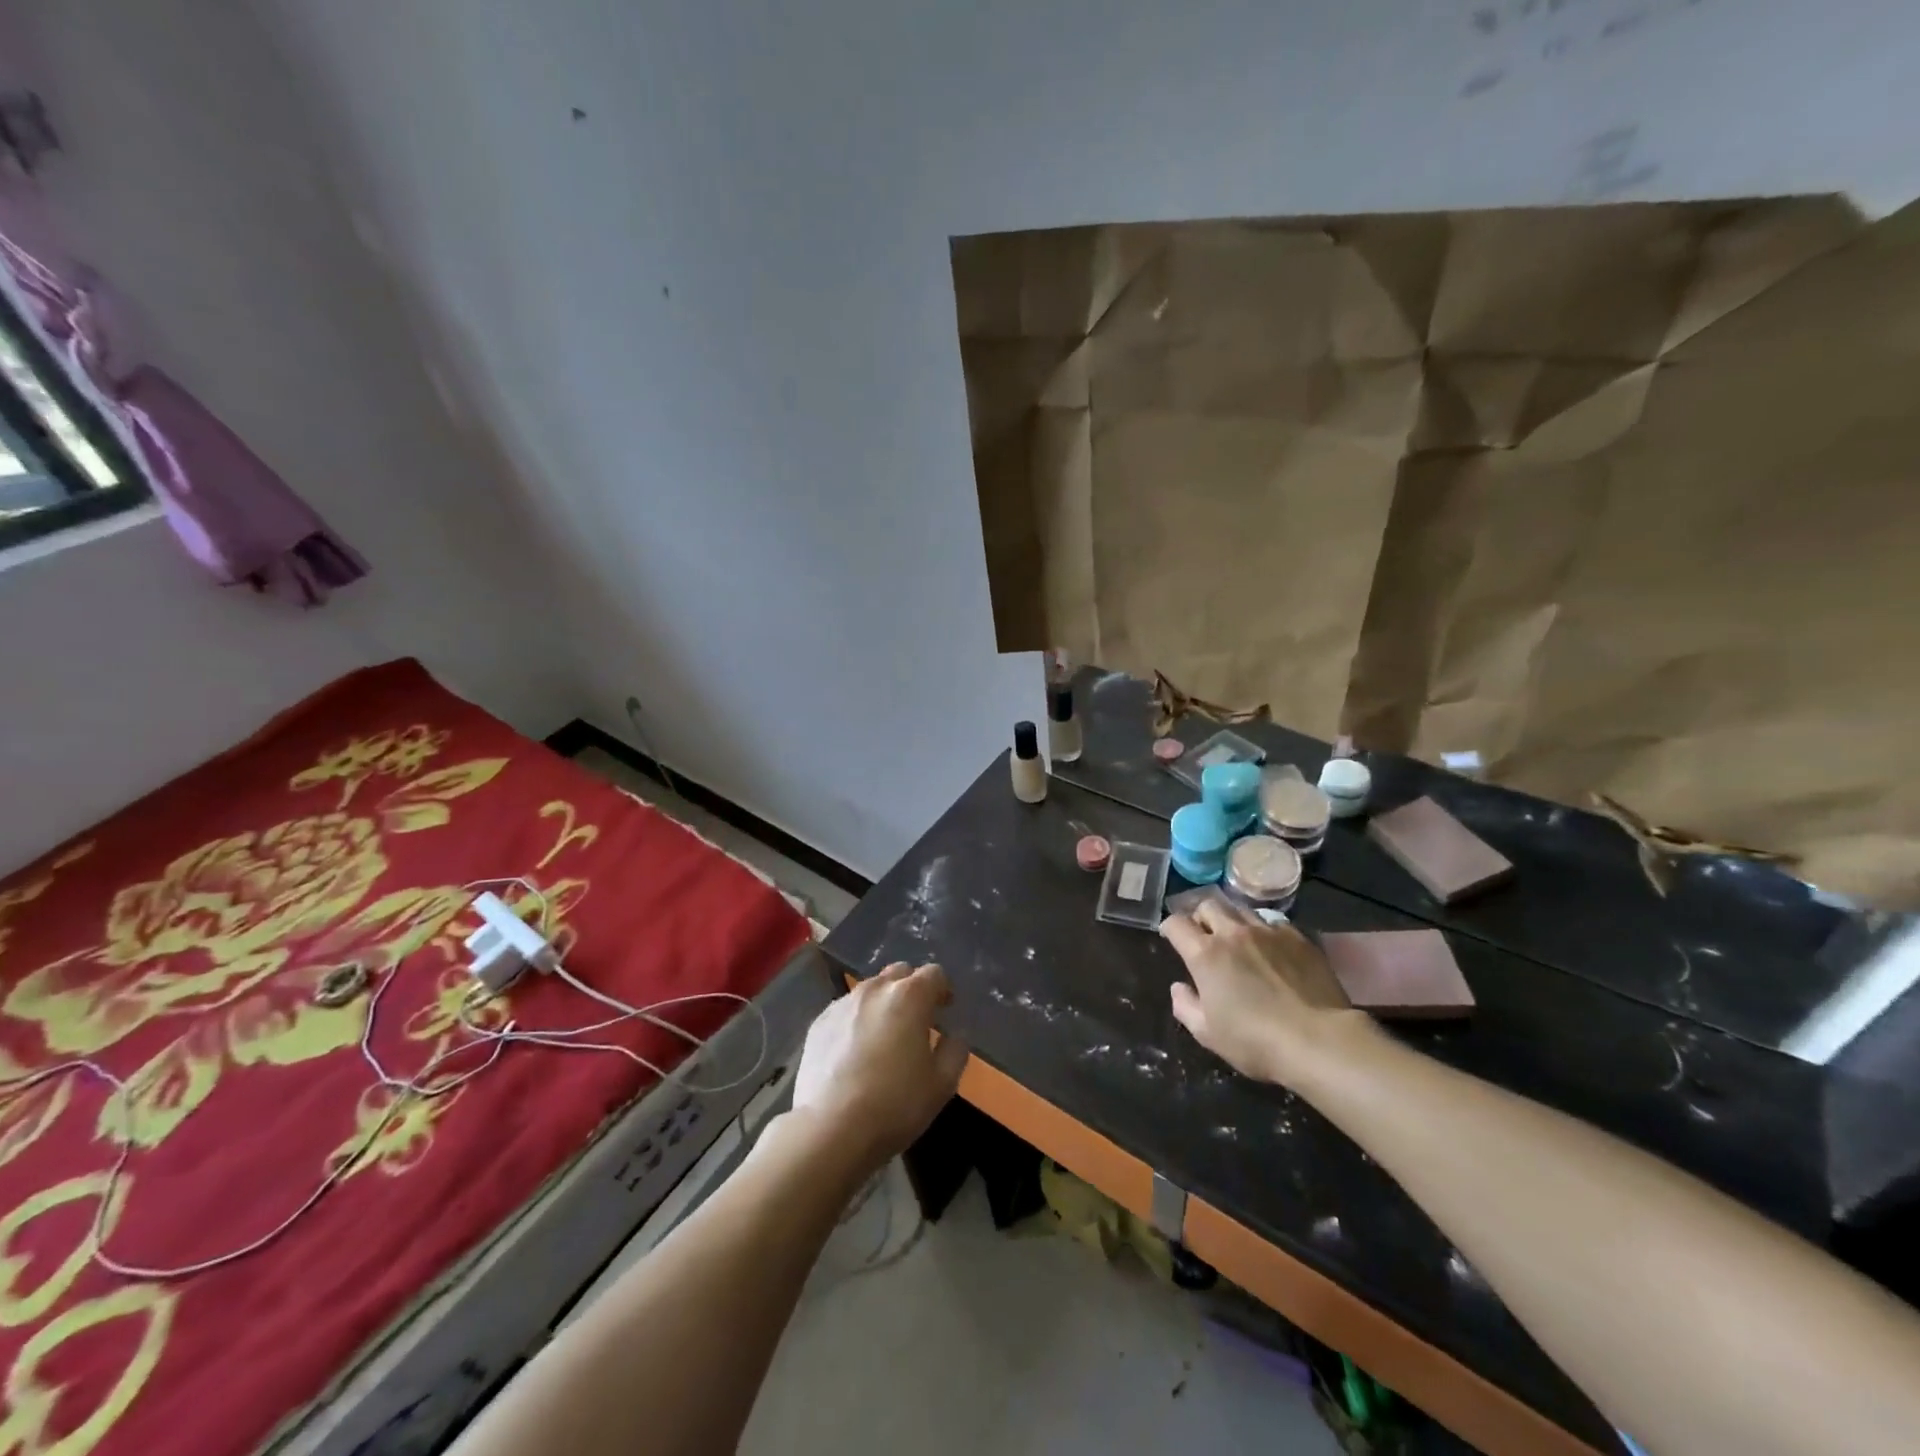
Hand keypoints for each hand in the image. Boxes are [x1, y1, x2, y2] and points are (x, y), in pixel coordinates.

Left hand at [790, 963, 968, 1168]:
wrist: (829, 1129)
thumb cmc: (894, 1105)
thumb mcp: (942, 1084)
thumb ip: (955, 1050)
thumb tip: (953, 1035)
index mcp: (909, 996)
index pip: (934, 973)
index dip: (944, 989)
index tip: (945, 1010)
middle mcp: (875, 989)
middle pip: (900, 973)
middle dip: (912, 989)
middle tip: (917, 1020)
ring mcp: (842, 1003)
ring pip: (870, 990)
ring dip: (883, 1004)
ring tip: (885, 1037)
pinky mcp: (818, 1023)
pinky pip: (846, 1010)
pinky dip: (857, 1020)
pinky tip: (855, 1052)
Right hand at [1160, 898, 1370, 1086]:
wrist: (1318, 1040)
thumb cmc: (1255, 1041)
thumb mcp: (1208, 1033)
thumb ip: (1185, 1006)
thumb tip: (1179, 987)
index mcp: (1205, 954)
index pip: (1176, 924)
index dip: (1170, 929)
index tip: (1172, 938)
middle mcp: (1233, 933)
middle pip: (1208, 905)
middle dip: (1200, 916)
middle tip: (1204, 935)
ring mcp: (1268, 931)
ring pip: (1240, 909)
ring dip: (1231, 919)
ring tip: (1237, 938)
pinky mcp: (1298, 937)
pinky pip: (1273, 922)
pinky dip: (1263, 930)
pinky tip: (1270, 948)